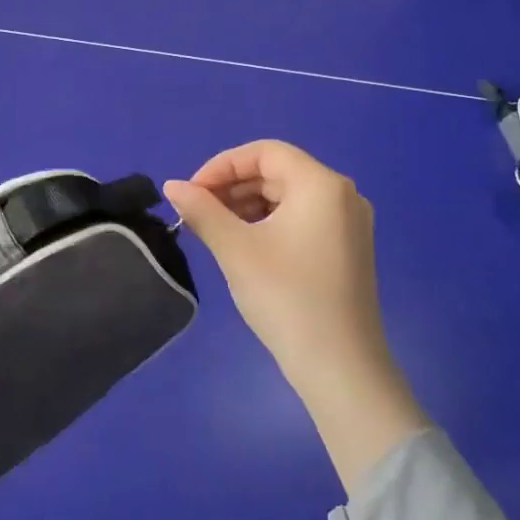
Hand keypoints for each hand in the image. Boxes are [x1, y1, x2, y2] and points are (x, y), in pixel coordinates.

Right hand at [165, 141, 426, 489]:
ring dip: (246, 206)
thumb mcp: (235, 249)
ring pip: (286, 196)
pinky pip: (300, 219)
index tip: (192, 193)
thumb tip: (171, 185)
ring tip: (213, 232)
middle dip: (232, 187)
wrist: (340, 367)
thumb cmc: (286, 297)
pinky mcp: (346, 249)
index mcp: (321, 185)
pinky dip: (267, 224)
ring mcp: (348, 224)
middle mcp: (342, 195)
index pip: (264, 153)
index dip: (221, 166)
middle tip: (197, 214)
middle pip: (276, 172)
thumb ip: (202, 209)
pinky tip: (242, 246)